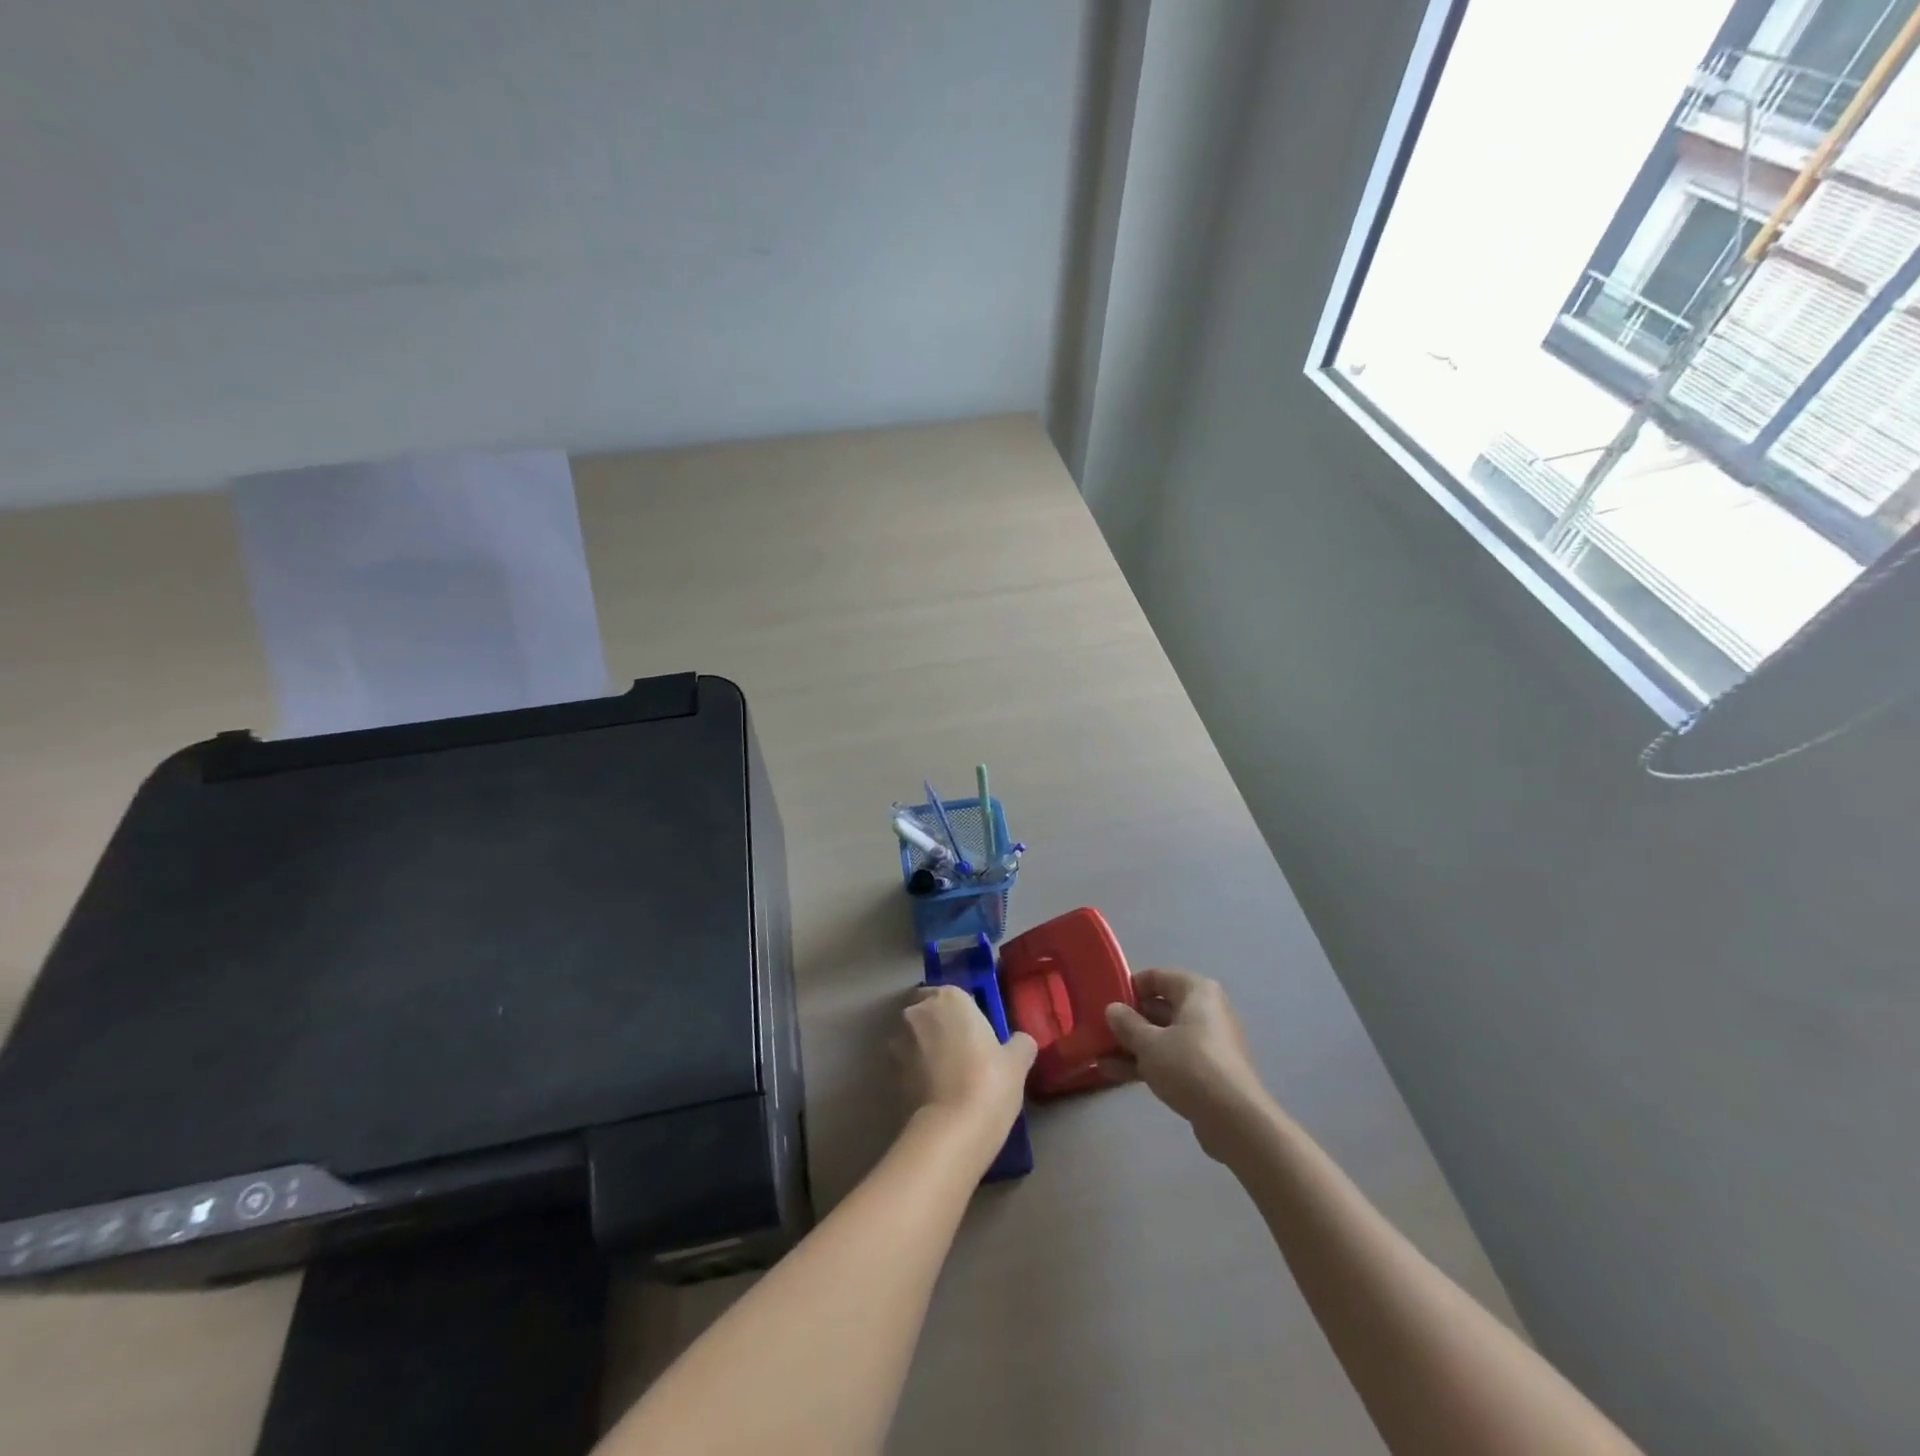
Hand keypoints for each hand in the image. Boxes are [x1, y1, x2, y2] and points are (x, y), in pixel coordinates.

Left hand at [896, 985, 1035, 1155]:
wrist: (953, 1129)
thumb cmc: (989, 1081)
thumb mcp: (1017, 1061)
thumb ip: (1019, 1043)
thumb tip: (1021, 1042)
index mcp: (950, 997)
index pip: (952, 994)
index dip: (962, 1013)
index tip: (974, 1032)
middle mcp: (919, 1011)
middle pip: (927, 1011)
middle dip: (938, 1026)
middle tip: (960, 1051)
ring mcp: (899, 1041)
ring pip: (913, 1037)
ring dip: (923, 1048)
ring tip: (945, 1075)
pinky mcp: (889, 1072)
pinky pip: (906, 1064)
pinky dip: (915, 1072)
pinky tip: (934, 1092)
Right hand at [1105, 969, 1271, 1160]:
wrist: (1234, 1121)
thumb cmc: (1190, 1066)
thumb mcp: (1149, 1043)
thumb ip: (1126, 1023)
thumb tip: (1112, 1009)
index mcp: (1197, 991)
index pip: (1158, 977)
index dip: (1130, 986)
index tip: (1107, 1001)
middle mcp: (1206, 1011)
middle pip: (1160, 1007)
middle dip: (1129, 1020)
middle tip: (1100, 1029)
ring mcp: (1208, 1043)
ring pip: (1164, 1036)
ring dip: (1133, 1045)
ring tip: (1099, 1054)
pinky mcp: (1208, 1072)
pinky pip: (1172, 1058)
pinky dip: (1148, 1063)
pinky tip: (1115, 1073)